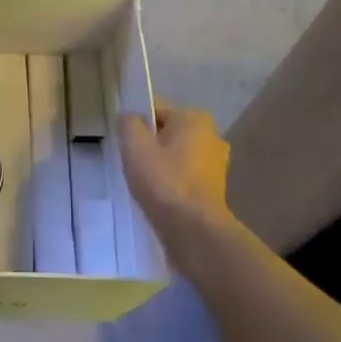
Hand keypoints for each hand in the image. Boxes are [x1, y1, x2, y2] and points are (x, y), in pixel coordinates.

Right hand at [117, 102, 231, 239]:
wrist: (195, 232)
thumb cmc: (165, 182)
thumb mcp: (135, 146)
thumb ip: (128, 123)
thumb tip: (128, 117)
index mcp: (195, 118)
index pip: (156, 109)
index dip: (135, 123)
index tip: (123, 142)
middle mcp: (211, 135)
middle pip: (167, 132)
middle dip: (149, 144)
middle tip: (131, 162)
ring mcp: (216, 163)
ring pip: (176, 154)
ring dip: (160, 164)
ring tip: (143, 182)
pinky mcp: (215, 188)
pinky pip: (185, 174)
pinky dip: (172, 181)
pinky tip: (158, 196)